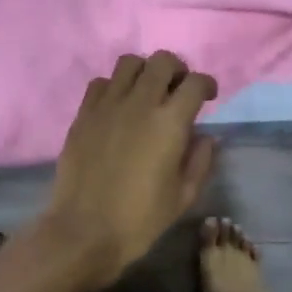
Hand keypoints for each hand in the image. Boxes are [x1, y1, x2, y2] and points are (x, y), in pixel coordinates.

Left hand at [39, 51, 218, 283]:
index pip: (195, 83)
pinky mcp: (84, 114)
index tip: (208, 97)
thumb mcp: (183, 196)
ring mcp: (107, 105)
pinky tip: (118, 106)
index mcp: (169, 122)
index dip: (207, 84)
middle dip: (177, 69)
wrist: (84, 231)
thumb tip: (206, 136)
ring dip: (144, 71)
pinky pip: (101, 82)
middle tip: (178, 89)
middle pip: (163, 60)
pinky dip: (115, 86)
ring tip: (147, 91)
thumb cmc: (140, 219)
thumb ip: (200, 160)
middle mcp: (139, 103)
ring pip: (129, 62)